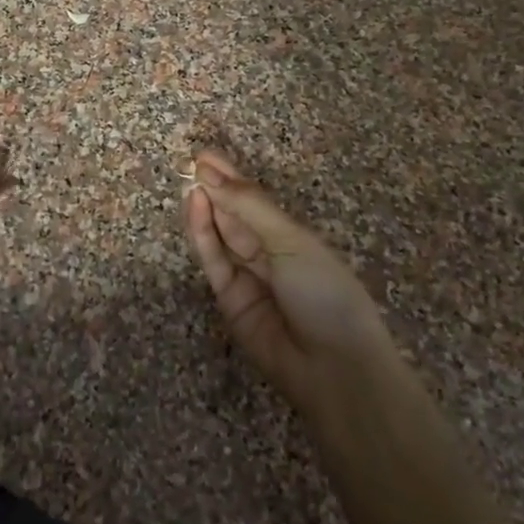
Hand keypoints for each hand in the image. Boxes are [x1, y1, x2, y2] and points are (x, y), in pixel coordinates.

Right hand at [183, 150, 393, 415]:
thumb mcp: (291, 241)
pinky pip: (213, 260)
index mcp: (293, 237)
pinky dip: (202, 233)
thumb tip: (211, 173)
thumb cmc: (325, 292)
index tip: (206, 156)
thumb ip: (249, 206)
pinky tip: (195, 206)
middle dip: (215, 188)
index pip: (255, 201)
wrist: (334, 367)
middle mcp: (269, 253)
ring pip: (220, 234)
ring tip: (189, 179)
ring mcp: (247, 276)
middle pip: (235, 215)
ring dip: (205, 207)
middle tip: (191, 162)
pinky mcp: (228, 299)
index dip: (232, 178)